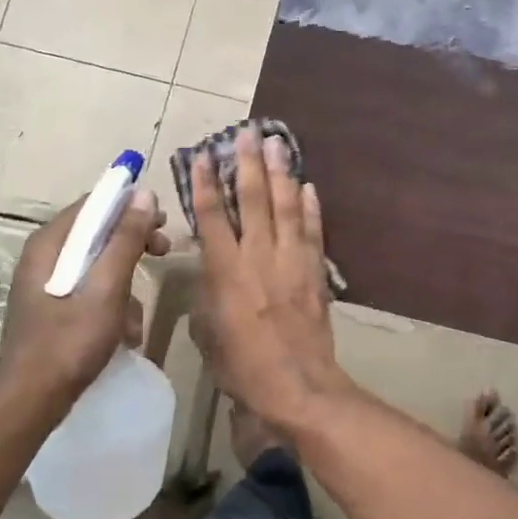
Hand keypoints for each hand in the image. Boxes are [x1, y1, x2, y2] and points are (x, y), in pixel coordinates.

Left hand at [0, 188, 168, 417]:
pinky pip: (90, 289)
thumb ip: (125, 241)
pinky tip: (125, 331)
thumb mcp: (107, 288)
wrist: (32, 400)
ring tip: (139, 314)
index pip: (93, 204)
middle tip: (163, 251)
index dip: (130, 206)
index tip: (161, 220)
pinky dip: (111, 303)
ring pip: (96, 264)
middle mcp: (44, 256)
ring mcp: (46, 283)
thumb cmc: (70, 341)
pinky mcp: (53, 307)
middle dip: (133, 243)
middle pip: (96, 232)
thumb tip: (144, 195)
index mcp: (49, 244)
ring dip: (125, 281)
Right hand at [190, 129, 341, 419]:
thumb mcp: (207, 333)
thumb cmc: (242, 367)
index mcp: (226, 271)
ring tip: (279, 143)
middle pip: (253, 199)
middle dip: (249, 163)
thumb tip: (209, 272)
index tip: (202, 154)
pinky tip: (309, 186)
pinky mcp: (315, 272)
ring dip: (281, 173)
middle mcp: (259, 256)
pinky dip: (312, 208)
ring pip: (286, 207)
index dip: (205, 183)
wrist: (297, 386)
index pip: (212, 217)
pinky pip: (313, 232)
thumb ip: (206, 294)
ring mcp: (291, 261)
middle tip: (248, 132)